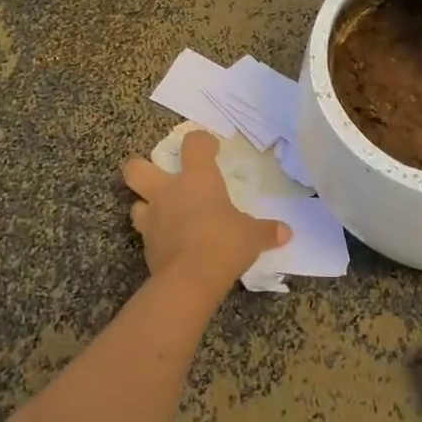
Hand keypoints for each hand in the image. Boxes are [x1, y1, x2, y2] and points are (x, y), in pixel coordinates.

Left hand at [122, 130, 289, 296]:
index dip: (201, 142)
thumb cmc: (224, 243)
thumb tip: (286, 232)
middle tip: (160, 176)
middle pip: (136, 168)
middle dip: (142, 167)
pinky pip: (145, 233)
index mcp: (197, 178)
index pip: (193, 144)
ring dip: (146, 205)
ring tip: (163, 213)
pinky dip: (155, 235)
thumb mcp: (252, 236)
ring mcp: (152, 218)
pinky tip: (169, 243)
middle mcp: (168, 192)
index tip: (211, 148)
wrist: (190, 280)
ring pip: (135, 202)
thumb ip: (267, 231)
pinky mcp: (146, 245)